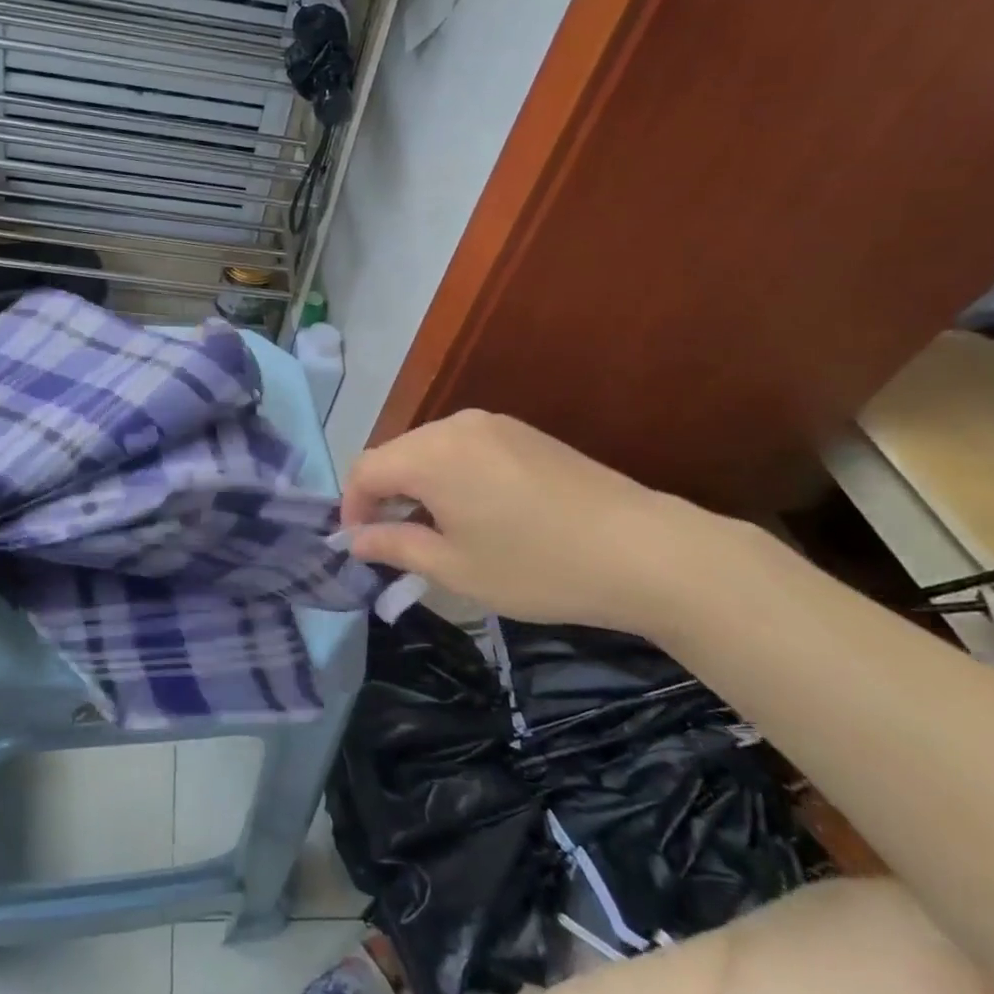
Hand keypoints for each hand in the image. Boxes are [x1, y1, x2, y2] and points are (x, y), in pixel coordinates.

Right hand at [341, 410, 769, 634]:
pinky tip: (475, 511)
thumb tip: (355, 539)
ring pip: (430, 449)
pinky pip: (464, 447)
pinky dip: (450, 475)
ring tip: (434, 530)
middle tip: (394, 543)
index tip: (358, 545)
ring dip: (417, 485)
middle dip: (384, 495)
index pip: (365, 469)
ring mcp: (494, 424)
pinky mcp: (523, 432)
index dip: (351, 507)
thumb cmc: (537, 566)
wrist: (642, 549)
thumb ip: (396, 546)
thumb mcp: (456, 568)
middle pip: (396, 453)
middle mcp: (456, 425)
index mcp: (431, 454)